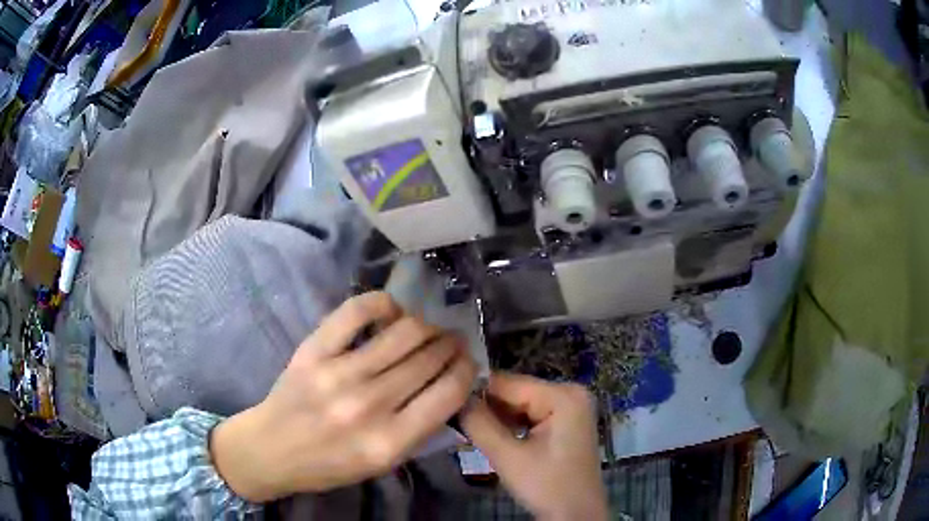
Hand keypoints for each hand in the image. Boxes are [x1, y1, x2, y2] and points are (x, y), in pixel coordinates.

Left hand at [210, 292, 477, 501]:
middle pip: (428, 358)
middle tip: (453, 339)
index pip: (448, 393)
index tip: (468, 361)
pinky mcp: (313, 350)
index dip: (466, 370)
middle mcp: (368, 405)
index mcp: (390, 442)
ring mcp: (338, 373)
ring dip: (426, 324)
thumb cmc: (330, 464)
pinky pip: (356, 312)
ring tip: (431, 325)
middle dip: (450, 344)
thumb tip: (449, 384)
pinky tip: (393, 309)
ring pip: (402, 332)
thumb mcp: (383, 463)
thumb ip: (418, 428)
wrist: (272, 449)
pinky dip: (382, 303)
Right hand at [461, 373, 607, 520]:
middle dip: (486, 408)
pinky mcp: (565, 423)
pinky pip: (529, 416)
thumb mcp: (508, 457)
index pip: (508, 383)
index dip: (474, 392)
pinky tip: (491, 436)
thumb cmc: (546, 487)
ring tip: (467, 429)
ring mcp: (570, 408)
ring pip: (519, 405)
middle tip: (455, 421)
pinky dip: (509, 426)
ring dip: (495, 419)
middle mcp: (570, 393)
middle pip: (515, 393)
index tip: (446, 403)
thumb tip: (453, 397)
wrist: (576, 516)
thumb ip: (479, 424)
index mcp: (563, 395)